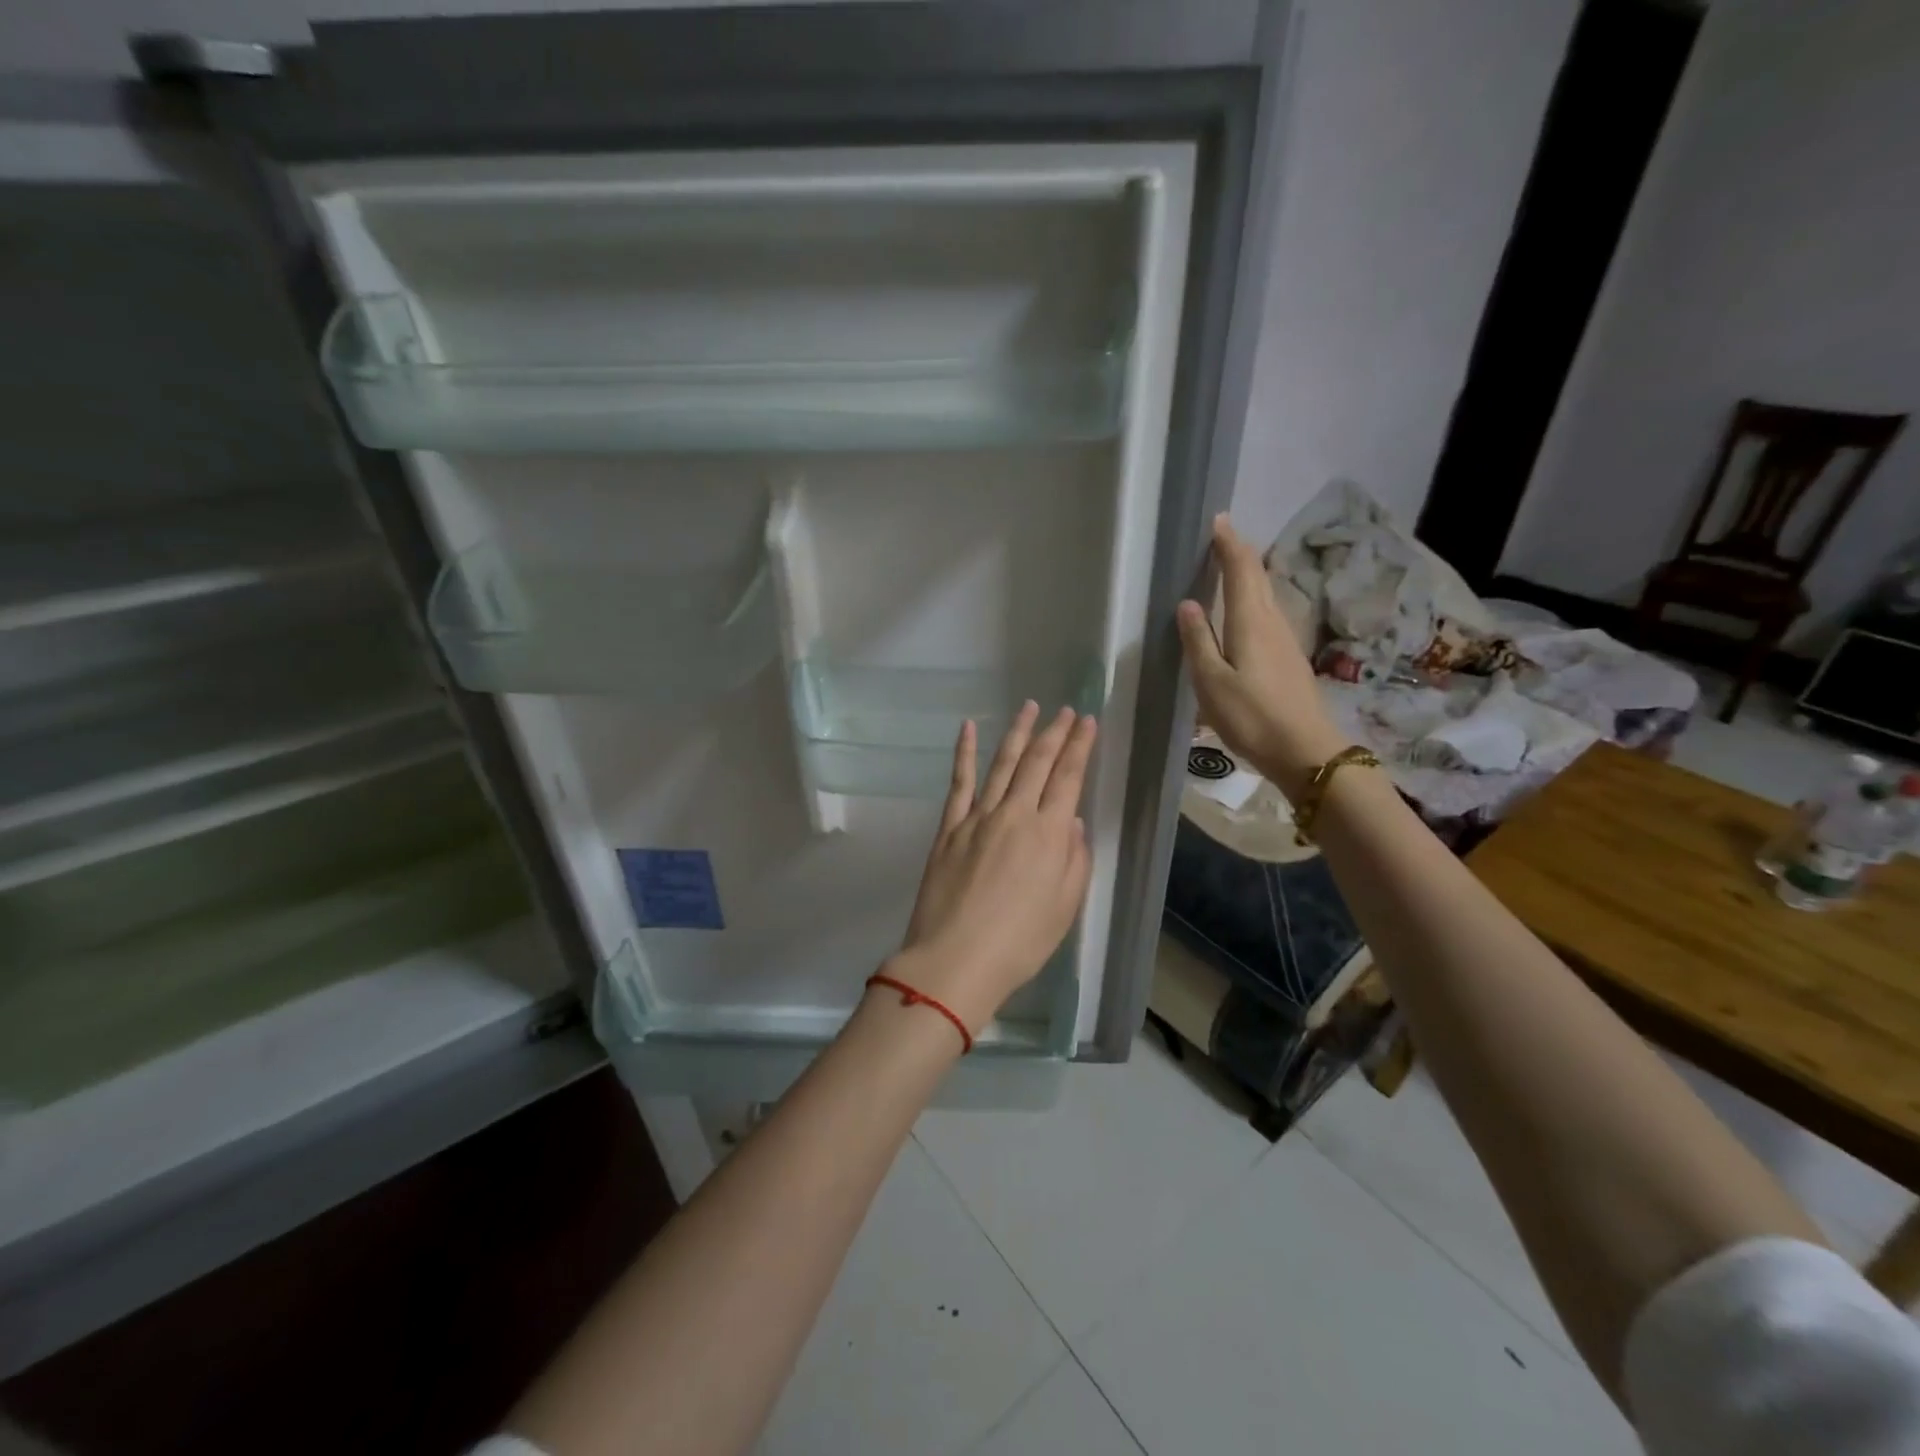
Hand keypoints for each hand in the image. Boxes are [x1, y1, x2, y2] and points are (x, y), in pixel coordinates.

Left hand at [886, 703, 1097, 1035]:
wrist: (955, 959)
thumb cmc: (1019, 942)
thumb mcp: (1064, 907)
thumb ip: (1074, 860)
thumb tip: (1072, 822)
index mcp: (1048, 834)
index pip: (1068, 778)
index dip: (1079, 747)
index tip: (1087, 722)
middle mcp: (1014, 815)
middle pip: (1037, 763)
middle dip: (1054, 733)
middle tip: (1065, 710)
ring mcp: (977, 817)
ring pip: (1001, 764)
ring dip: (1018, 733)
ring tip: (1029, 706)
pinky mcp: (949, 828)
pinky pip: (959, 782)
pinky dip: (963, 752)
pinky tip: (968, 728)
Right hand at [1176, 513, 1346, 795]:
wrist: (1305, 750)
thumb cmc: (1251, 716)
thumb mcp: (1211, 682)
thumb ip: (1198, 641)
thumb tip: (1188, 603)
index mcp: (1250, 622)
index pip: (1241, 570)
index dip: (1229, 544)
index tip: (1218, 521)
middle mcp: (1272, 621)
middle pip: (1258, 577)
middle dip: (1240, 553)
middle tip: (1221, 536)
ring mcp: (1285, 639)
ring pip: (1266, 594)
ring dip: (1248, 575)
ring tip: (1228, 567)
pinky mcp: (1289, 657)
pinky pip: (1268, 613)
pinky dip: (1253, 598)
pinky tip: (1244, 611)